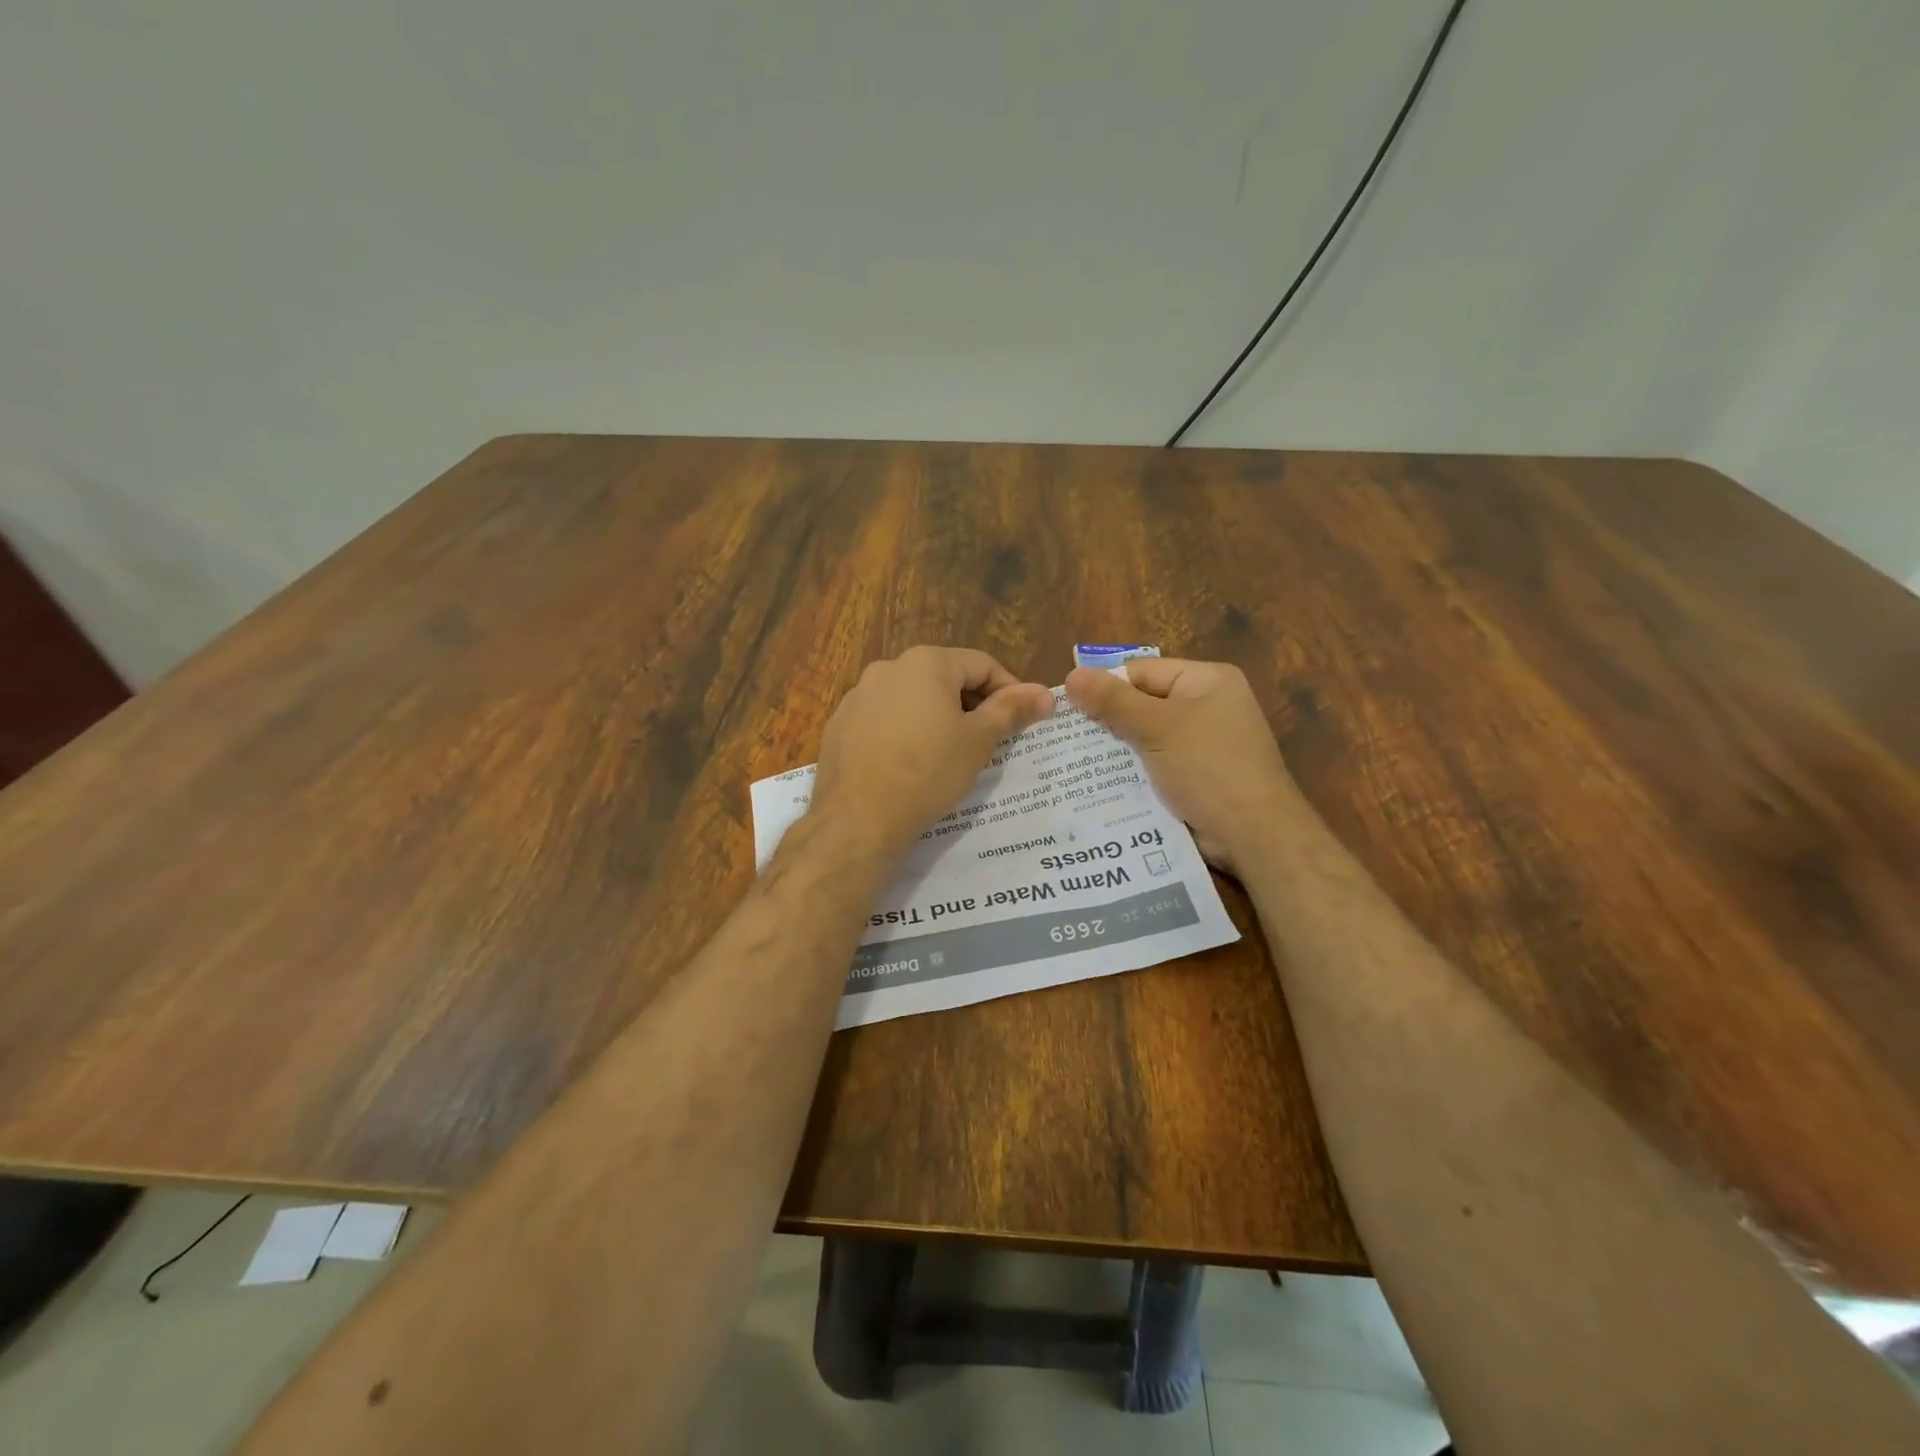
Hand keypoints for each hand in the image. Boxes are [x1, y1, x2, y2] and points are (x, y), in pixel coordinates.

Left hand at [812, 647, 1053, 859]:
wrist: (858, 820)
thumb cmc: (928, 773)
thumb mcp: (978, 742)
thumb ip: (1012, 710)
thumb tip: (1045, 694)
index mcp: (926, 663)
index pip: (982, 665)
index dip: (1009, 691)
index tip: (1021, 722)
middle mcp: (888, 668)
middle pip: (945, 677)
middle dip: (971, 704)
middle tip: (988, 742)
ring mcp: (858, 695)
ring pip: (912, 698)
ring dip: (937, 717)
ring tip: (949, 755)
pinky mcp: (840, 724)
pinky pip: (884, 718)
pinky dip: (904, 732)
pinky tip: (909, 764)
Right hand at [1064, 658, 1301, 875]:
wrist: (1254, 836)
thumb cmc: (1209, 768)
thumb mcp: (1158, 728)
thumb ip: (1113, 701)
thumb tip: (1072, 676)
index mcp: (1206, 680)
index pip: (1141, 672)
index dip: (1104, 688)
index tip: (1066, 710)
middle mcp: (1205, 705)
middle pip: (1141, 703)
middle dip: (1105, 721)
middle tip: (1063, 738)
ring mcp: (1201, 743)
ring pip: (1143, 737)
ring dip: (1114, 750)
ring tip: (1071, 762)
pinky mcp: (1194, 775)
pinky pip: (1153, 764)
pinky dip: (1130, 772)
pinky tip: (1098, 784)